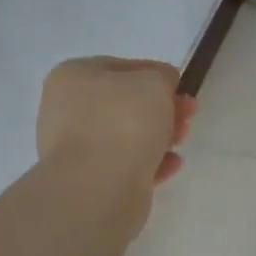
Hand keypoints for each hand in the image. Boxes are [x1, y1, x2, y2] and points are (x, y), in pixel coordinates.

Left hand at [37, 57, 196, 190]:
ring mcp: (75, 147)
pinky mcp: (89, 179)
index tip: (181, 88)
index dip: (156, 75)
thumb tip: (162, 85)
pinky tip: (171, 164)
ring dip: (159, 135)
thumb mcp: (154, 82)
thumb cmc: (123, 122)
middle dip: (162, 108)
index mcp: (73, 76)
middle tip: (188, 114)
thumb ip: (162, 76)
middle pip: (125, 103)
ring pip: (126, 134)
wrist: (98, 187)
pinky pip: (125, 163)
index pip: (122, 68)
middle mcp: (67, 109)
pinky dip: (150, 162)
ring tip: (181, 141)